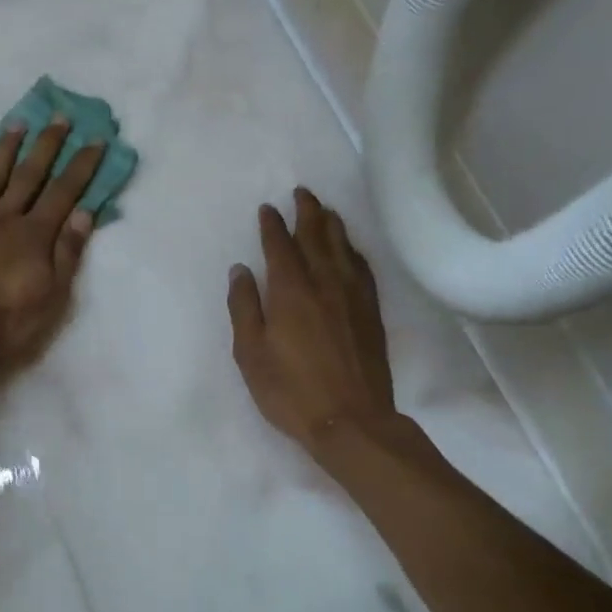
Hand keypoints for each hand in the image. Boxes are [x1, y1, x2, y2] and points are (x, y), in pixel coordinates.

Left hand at [0, 116, 105, 378]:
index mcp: (34, 235)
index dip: (82, 166)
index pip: (64, 192)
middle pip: (30, 175)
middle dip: (47, 146)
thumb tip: (85, 213)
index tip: (95, 139)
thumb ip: (67, 252)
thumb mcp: (52, 295)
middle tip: (60, 118)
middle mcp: (4, 218)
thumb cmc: (5, 321)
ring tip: (17, 124)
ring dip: (6, 150)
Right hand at [227, 189, 412, 459]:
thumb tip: (241, 269)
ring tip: (325, 210)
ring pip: (343, 247)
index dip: (272, 225)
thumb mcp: (250, 352)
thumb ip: (244, 307)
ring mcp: (352, 295)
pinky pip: (362, 267)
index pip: (280, 246)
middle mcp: (324, 283)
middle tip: (302, 193)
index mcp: (290, 290)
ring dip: (332, 224)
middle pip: (316, 236)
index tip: (267, 208)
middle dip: (307, 212)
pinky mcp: (371, 311)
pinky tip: (350, 249)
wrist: (351, 419)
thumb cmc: (290, 389)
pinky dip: (353, 250)